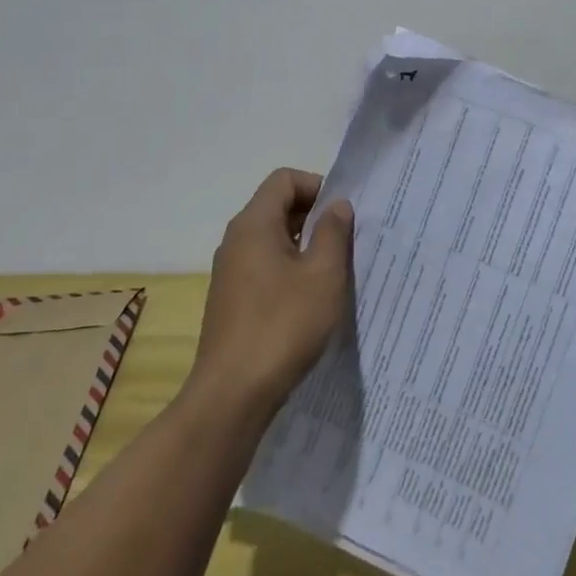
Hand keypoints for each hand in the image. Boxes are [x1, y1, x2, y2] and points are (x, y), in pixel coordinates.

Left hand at [192, 169, 353, 411]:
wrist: (232, 396)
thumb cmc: (283, 326)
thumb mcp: (323, 275)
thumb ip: (334, 232)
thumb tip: (337, 205)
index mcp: (254, 224)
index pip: (284, 179)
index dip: (317, 186)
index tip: (341, 214)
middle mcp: (236, 241)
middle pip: (277, 206)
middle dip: (314, 216)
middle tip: (345, 242)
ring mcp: (230, 272)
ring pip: (272, 239)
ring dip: (304, 246)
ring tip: (332, 272)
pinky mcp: (230, 300)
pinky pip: (263, 266)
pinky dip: (288, 270)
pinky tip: (308, 300)